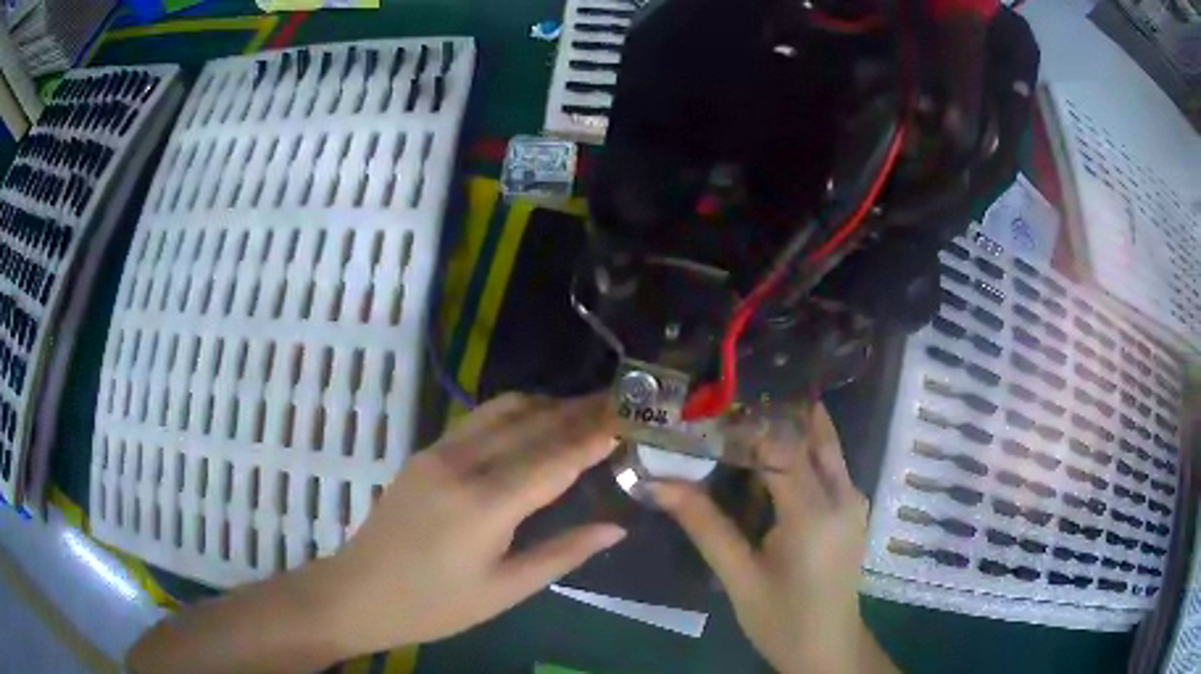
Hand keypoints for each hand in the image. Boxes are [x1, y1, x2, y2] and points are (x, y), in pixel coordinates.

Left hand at [310, 393, 625, 653]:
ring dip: (549, 404)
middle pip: (533, 422)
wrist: (360, 592)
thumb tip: (615, 527)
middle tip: (622, 403)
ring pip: (505, 409)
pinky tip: (536, 425)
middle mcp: (463, 464)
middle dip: (581, 410)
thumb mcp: (506, 590)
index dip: (596, 433)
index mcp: (485, 504)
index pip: (555, 456)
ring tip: (587, 411)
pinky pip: (480, 419)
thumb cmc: (436, 605)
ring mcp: (439, 452)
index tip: (633, 415)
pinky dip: (518, 413)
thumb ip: (563, 553)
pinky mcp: (426, 452)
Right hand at [652, 405, 892, 673]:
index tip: (706, 415)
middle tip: (726, 408)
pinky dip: (798, 451)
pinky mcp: (853, 507)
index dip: (742, 427)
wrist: (828, 645)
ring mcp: (854, 498)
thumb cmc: (781, 619)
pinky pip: (827, 464)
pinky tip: (766, 462)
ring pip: (823, 444)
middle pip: (810, 433)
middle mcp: (844, 495)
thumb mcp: (738, 576)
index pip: (779, 448)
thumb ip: (704, 525)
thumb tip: (660, 483)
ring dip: (786, 428)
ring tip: (740, 425)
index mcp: (814, 514)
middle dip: (769, 415)